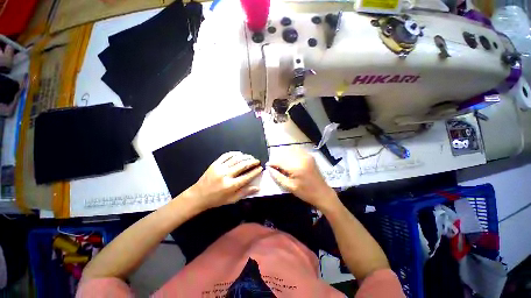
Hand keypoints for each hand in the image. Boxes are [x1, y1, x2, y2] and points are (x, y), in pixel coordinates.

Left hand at [185, 152, 262, 210]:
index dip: (255, 171)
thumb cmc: (216, 199)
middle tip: (257, 161)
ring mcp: (219, 168)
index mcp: (231, 186)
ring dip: (245, 157)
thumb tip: (258, 188)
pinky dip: (234, 153)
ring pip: (236, 159)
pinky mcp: (214, 164)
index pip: (247, 176)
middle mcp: (226, 175)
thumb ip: (245, 193)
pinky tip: (239, 153)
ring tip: (251, 157)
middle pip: (243, 165)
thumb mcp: (232, 199)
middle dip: (252, 162)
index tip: (260, 168)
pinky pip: (226, 155)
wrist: (198, 196)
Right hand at [267, 148, 337, 209]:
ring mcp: (306, 156)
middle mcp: (301, 158)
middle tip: (275, 167)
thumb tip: (269, 168)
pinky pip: (297, 151)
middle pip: (284, 154)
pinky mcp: (309, 156)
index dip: (272, 163)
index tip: (268, 166)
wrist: (322, 193)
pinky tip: (290, 162)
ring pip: (290, 151)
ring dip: (284, 157)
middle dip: (278, 160)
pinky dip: (291, 155)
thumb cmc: (305, 192)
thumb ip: (278, 176)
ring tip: (282, 165)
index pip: (279, 161)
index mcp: (296, 167)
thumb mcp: (289, 186)